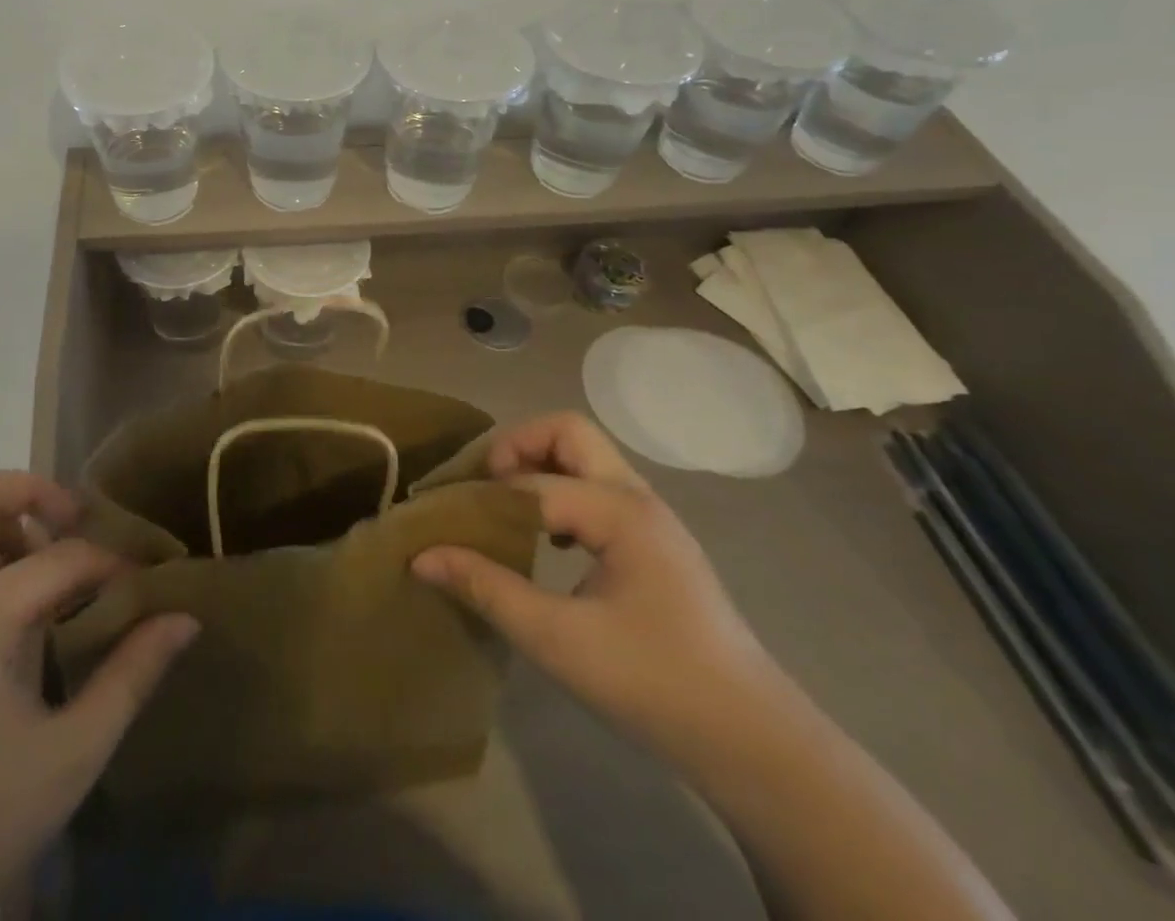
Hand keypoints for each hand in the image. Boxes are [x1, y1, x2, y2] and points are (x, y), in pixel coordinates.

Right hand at [414, 413, 782, 753]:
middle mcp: (637, 497)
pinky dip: (561, 491)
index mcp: (619, 511)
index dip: (479, 498)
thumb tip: (421, 556)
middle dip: (517, 445)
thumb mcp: (557, 640)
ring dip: (539, 465)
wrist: (753, 742)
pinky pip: (598, 488)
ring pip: (586, 456)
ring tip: (503, 504)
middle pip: (567, 431)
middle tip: (482, 484)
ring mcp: (651, 517)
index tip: (439, 518)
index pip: (531, 484)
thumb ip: (487, 588)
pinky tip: (547, 540)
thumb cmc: (653, 684)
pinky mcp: (655, 542)